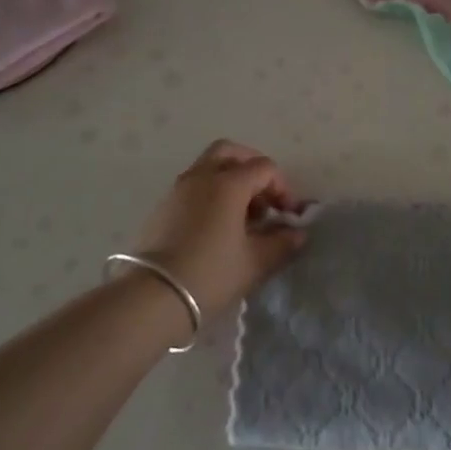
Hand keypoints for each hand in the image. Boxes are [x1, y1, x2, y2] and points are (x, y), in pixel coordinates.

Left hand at [134, 140, 306, 318]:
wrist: (153, 298)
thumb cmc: (211, 274)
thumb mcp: (254, 262)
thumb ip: (281, 243)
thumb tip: (297, 233)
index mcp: (229, 182)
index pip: (265, 168)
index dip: (283, 188)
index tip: (288, 215)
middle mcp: (202, 176)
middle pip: (231, 152)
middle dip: (252, 167)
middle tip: (263, 196)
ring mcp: (178, 189)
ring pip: (209, 166)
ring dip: (230, 179)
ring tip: (242, 215)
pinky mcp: (163, 206)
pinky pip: (193, 185)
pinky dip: (210, 192)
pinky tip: (217, 225)